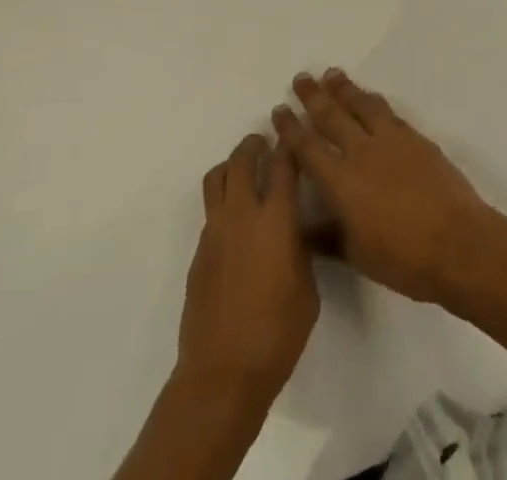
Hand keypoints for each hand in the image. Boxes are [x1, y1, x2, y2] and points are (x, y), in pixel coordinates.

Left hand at [177, 133, 318, 406]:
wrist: (222, 374)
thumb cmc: (277, 333)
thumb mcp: (307, 287)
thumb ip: (301, 249)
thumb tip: (293, 233)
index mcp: (276, 220)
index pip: (283, 165)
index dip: (289, 144)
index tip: (294, 132)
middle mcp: (242, 215)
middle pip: (242, 160)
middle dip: (254, 145)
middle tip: (265, 143)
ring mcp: (215, 233)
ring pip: (217, 178)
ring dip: (232, 166)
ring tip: (245, 172)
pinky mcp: (198, 254)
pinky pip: (210, 212)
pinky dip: (223, 203)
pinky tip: (237, 224)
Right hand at [273, 70, 499, 304]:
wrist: (457, 243)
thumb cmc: (403, 259)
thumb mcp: (356, 254)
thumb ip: (326, 236)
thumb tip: (300, 227)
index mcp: (341, 183)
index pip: (308, 148)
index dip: (291, 128)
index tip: (279, 110)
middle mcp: (362, 153)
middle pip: (332, 117)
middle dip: (313, 97)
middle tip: (301, 79)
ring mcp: (391, 141)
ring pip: (361, 105)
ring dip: (344, 89)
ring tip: (331, 74)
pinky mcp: (414, 138)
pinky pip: (387, 111)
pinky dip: (373, 100)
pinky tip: (368, 97)